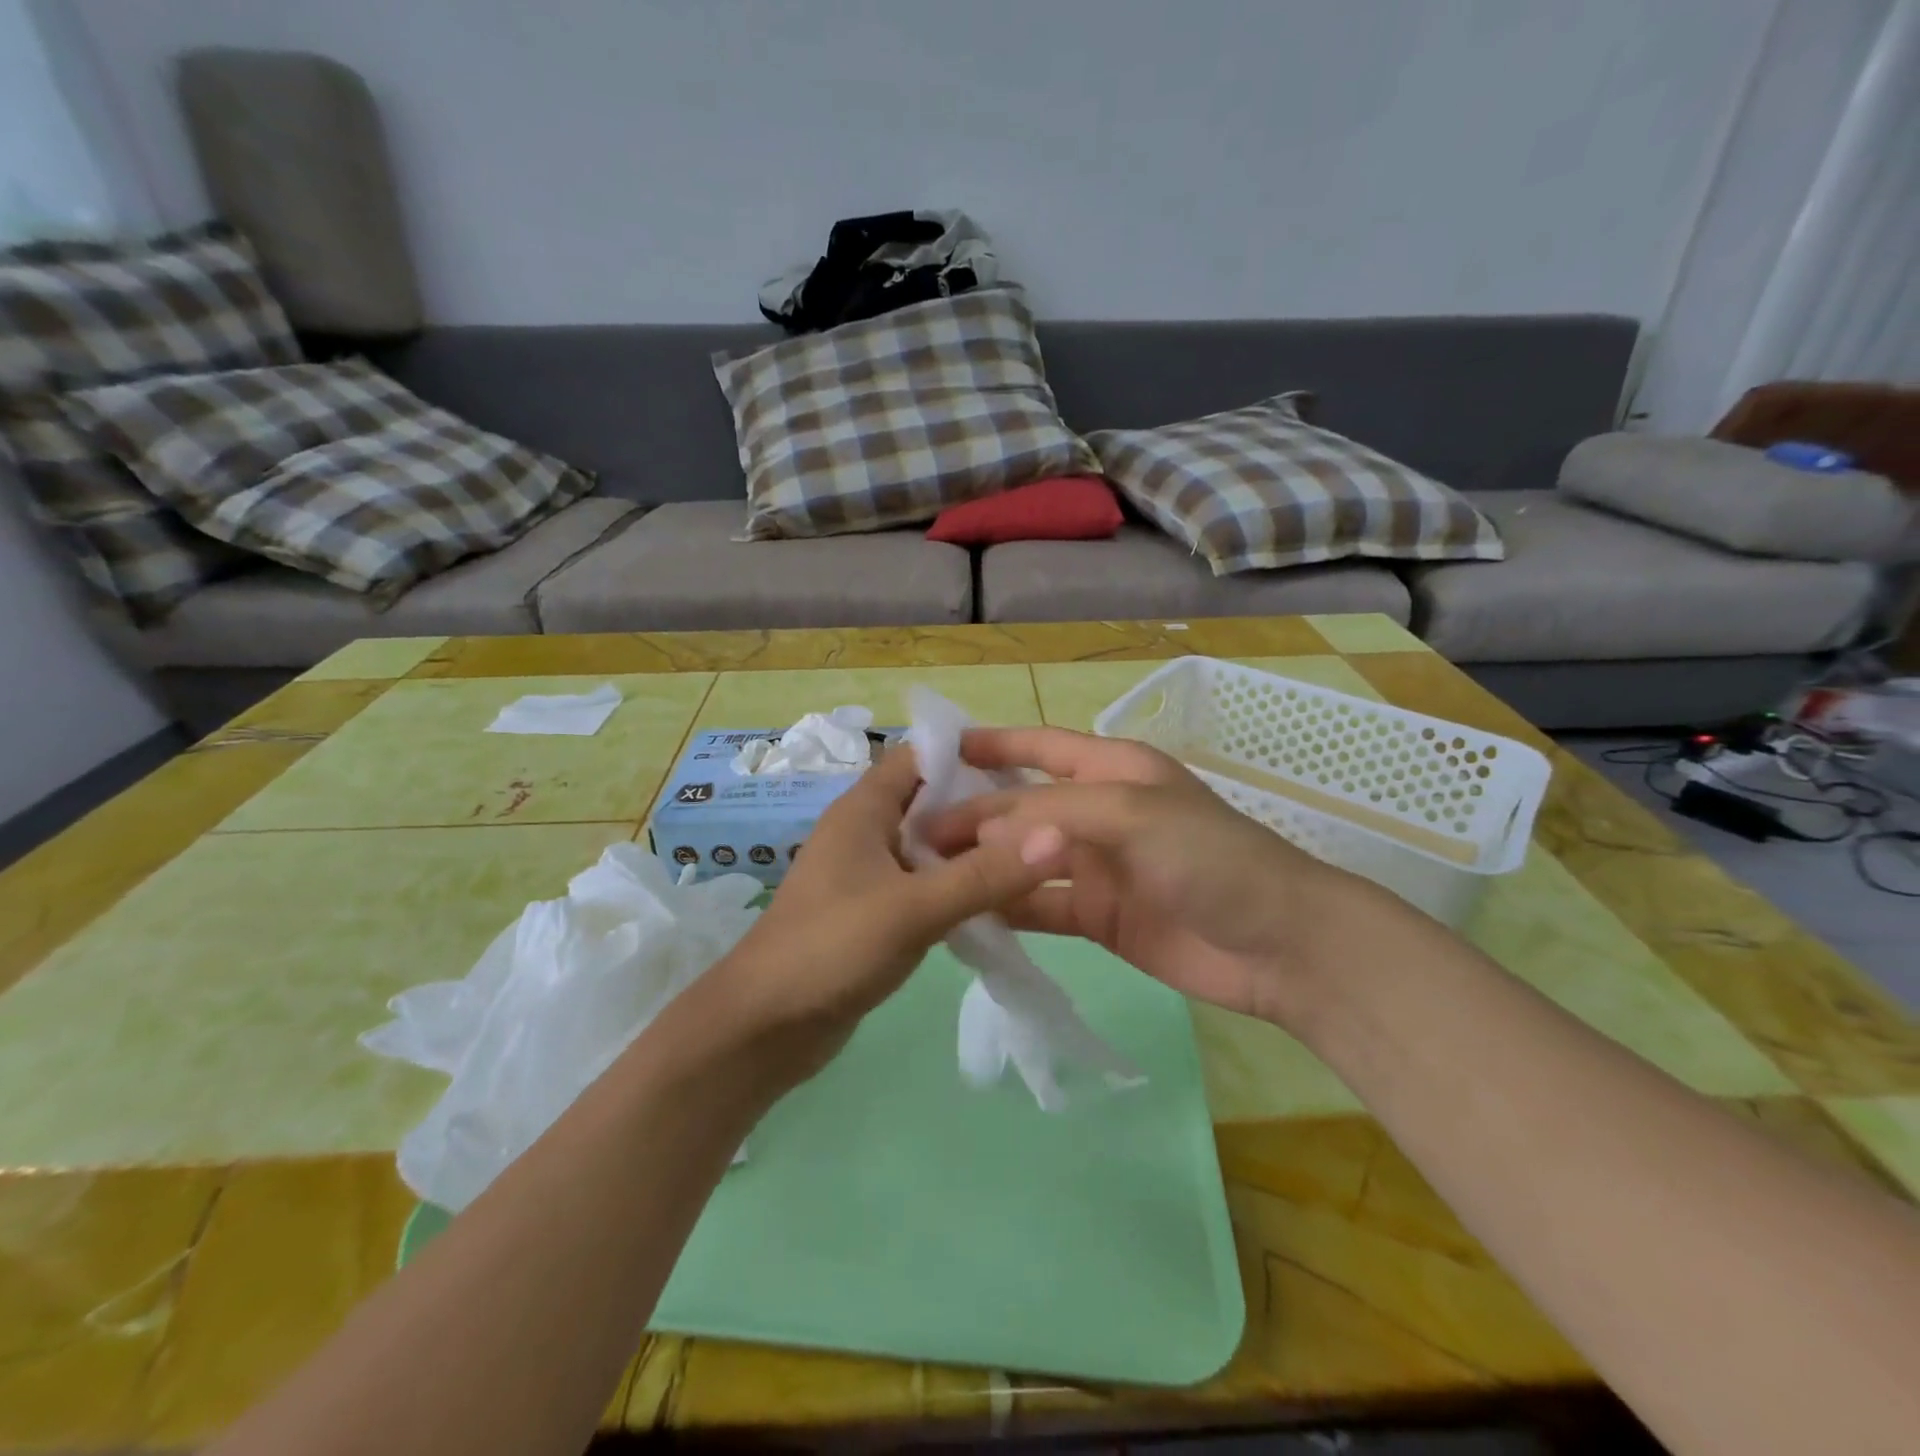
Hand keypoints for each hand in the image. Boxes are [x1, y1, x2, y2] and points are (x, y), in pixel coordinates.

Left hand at [703, 746, 1064, 1079]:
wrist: (764, 1027)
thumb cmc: (831, 948)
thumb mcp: (914, 908)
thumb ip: (984, 875)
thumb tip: (1057, 834)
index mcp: (864, 809)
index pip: (920, 757)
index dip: (969, 755)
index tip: (1026, 772)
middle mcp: (866, 831)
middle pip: (931, 800)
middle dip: (981, 806)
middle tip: (1044, 820)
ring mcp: (868, 873)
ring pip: (930, 846)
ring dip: (972, 850)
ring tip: (1034, 857)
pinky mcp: (873, 911)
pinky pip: (923, 884)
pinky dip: (955, 885)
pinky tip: (997, 901)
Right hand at [918, 726, 1380, 1028]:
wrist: (1279, 946)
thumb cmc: (1209, 857)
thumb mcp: (1131, 814)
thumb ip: (1051, 815)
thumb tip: (979, 831)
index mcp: (1113, 770)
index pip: (1040, 748)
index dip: (992, 745)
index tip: (936, 753)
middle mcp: (1099, 813)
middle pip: (1022, 808)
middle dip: (973, 815)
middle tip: (914, 832)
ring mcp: (1097, 868)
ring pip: (1024, 860)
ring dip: (982, 864)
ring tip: (926, 872)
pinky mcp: (1097, 917)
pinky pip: (1038, 907)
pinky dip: (1005, 909)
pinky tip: (965, 914)